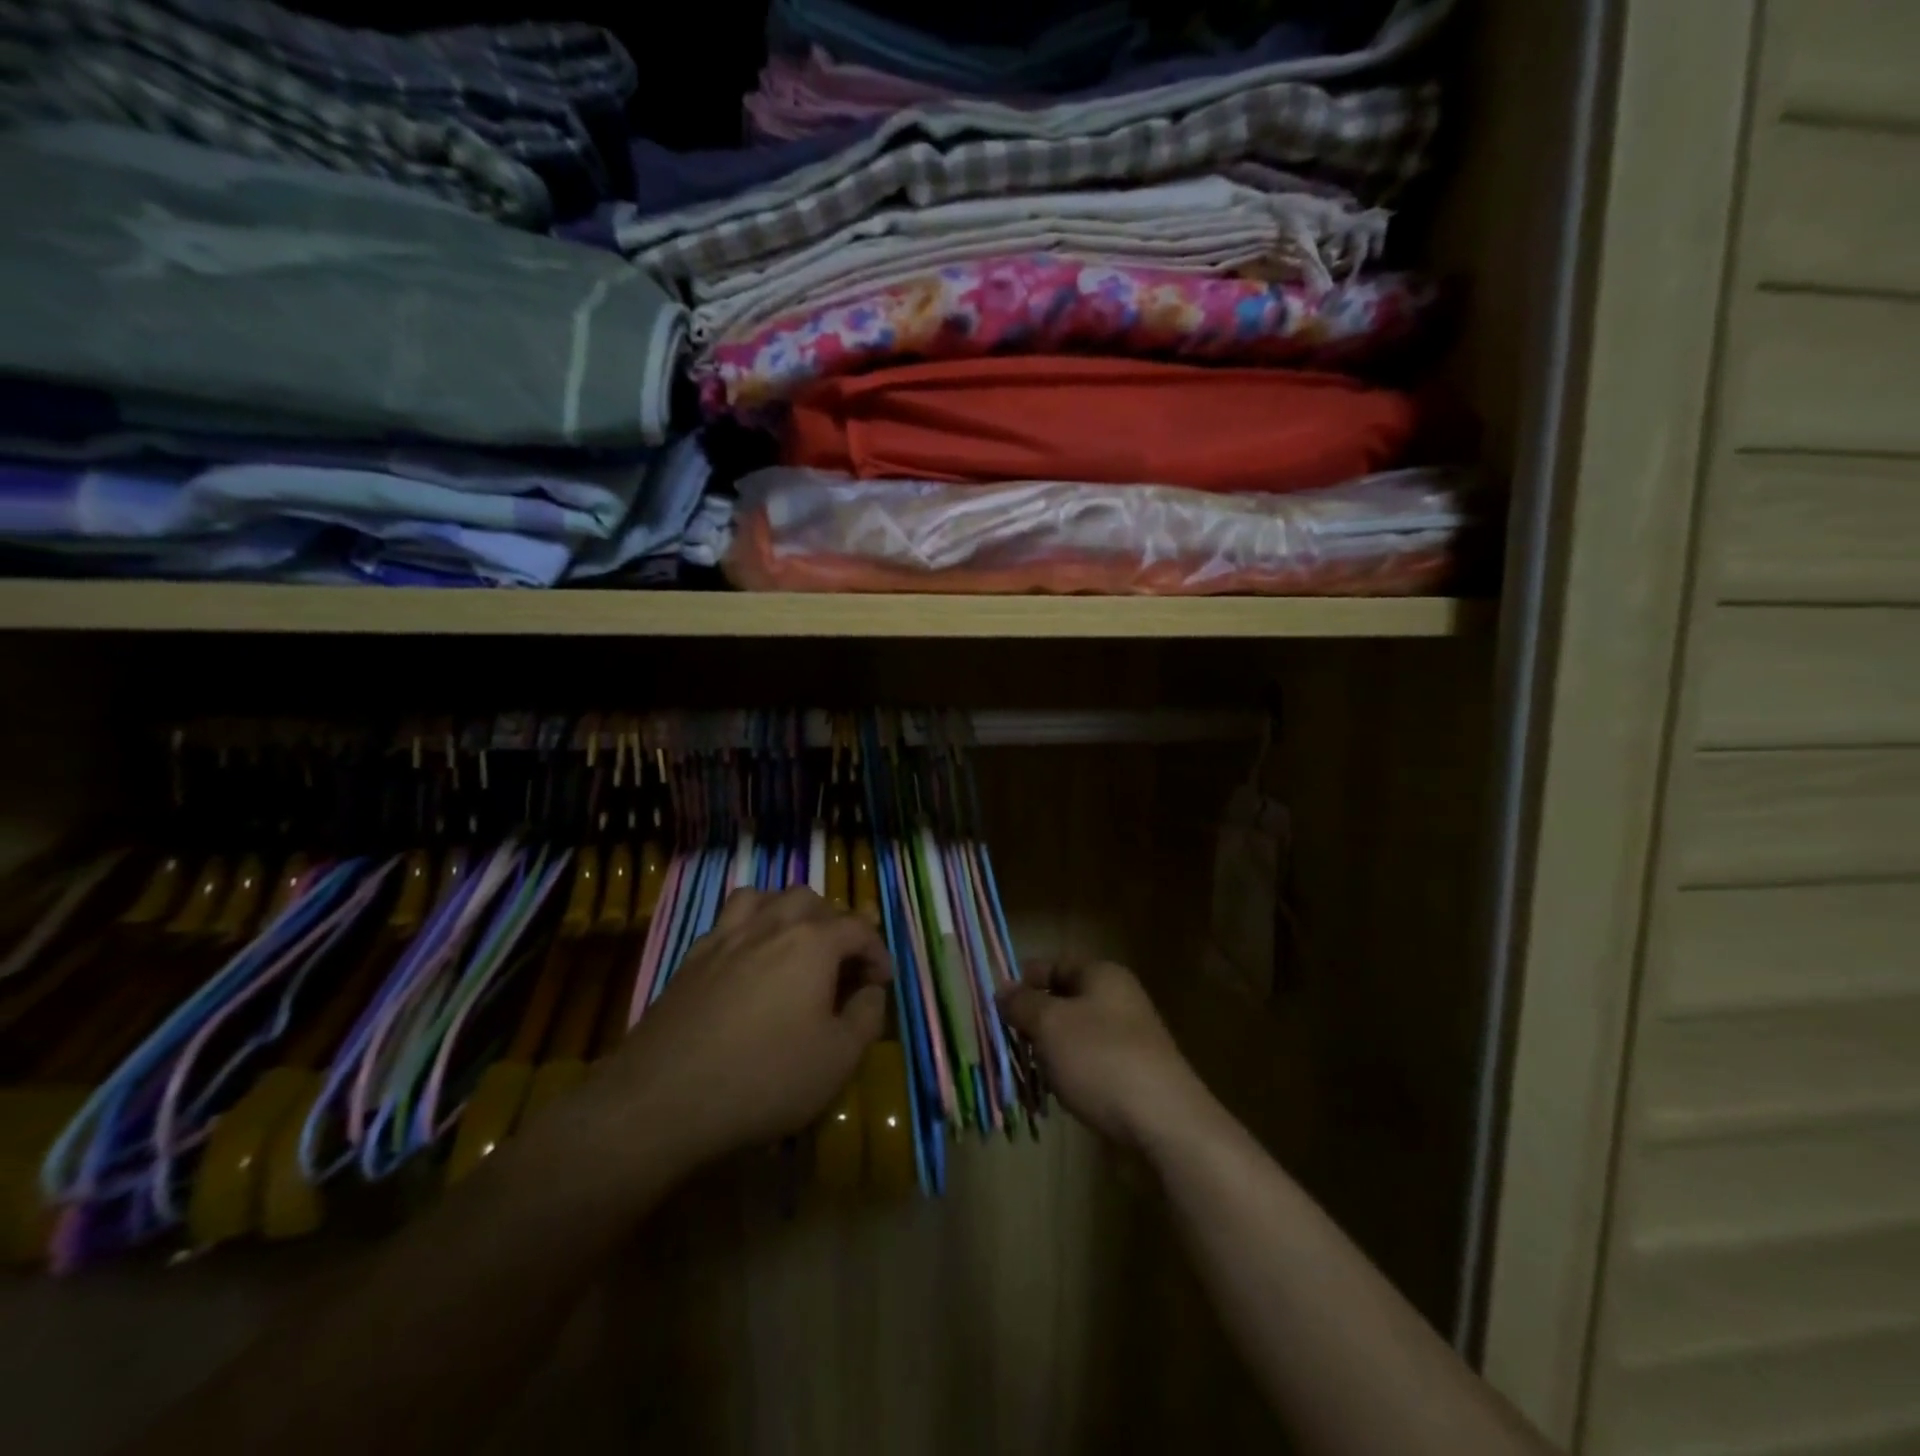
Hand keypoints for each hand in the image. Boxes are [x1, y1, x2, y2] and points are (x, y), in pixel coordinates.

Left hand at [602, 887, 891, 1171]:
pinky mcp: (692, 958)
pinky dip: (748, 925)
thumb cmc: (764, 1078)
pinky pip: (727, 920)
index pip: (858, 928)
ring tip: (794, 941)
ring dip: (787, 911)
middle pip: (811, 901)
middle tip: (841, 962)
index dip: (877, 952)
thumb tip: (870, 991)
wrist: (663, 1099)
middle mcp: (770, 925)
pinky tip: (748, 957)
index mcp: (812, 943)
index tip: (882, 982)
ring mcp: (726, 937)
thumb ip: (866, 1017)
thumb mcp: (838, 1059)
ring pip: (764, 897)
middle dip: (835, 924)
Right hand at [999, 960, 1211, 1153]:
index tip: (999, 1005)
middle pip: (1065, 1000)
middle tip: (1009, 1042)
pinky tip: (1060, 1095)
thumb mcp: (1050, 1024)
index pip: (1056, 964)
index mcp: (1102, 975)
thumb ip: (1022, 1004)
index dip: (1026, 980)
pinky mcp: (1134, 1074)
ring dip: (1051, 1052)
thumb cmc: (1100, 1059)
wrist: (1163, 1122)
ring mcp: (1129, 1038)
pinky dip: (1072, 1075)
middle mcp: (1119, 999)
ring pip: (1076, 1035)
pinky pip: (1092, 1064)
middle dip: (1035, 1020)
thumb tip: (1004, 990)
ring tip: (1030, 1072)